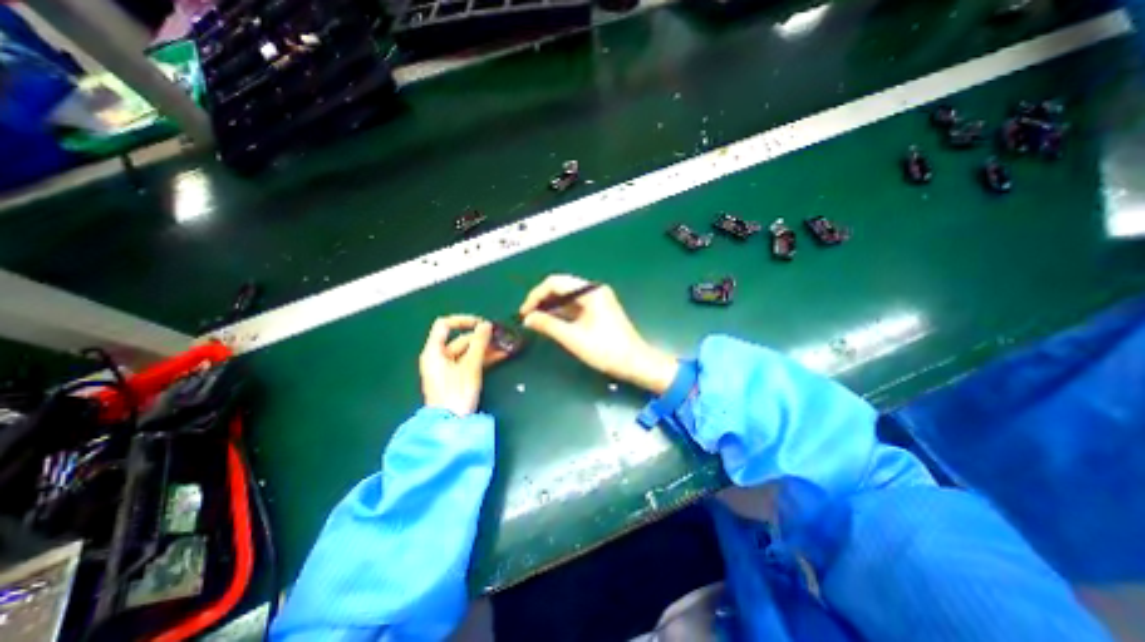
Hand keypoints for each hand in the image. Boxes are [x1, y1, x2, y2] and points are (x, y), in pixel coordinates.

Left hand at [418, 312, 491, 416]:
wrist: (450, 425)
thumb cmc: (457, 393)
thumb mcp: (470, 366)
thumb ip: (479, 344)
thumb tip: (486, 325)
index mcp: (434, 351)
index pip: (444, 325)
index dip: (463, 320)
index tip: (482, 324)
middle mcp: (438, 357)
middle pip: (460, 340)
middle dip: (481, 338)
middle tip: (501, 338)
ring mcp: (447, 368)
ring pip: (467, 352)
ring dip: (485, 349)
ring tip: (505, 347)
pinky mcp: (455, 378)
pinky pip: (469, 362)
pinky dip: (483, 359)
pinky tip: (500, 357)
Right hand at [523, 272, 678, 392]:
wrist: (634, 363)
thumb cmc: (605, 350)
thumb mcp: (573, 338)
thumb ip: (548, 325)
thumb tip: (527, 318)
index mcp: (590, 291)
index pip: (555, 283)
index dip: (536, 295)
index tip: (524, 312)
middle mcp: (594, 290)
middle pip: (561, 287)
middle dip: (542, 300)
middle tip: (528, 316)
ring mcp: (598, 300)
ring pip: (567, 297)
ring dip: (551, 306)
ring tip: (535, 320)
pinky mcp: (599, 310)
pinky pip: (575, 306)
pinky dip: (562, 312)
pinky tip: (551, 322)